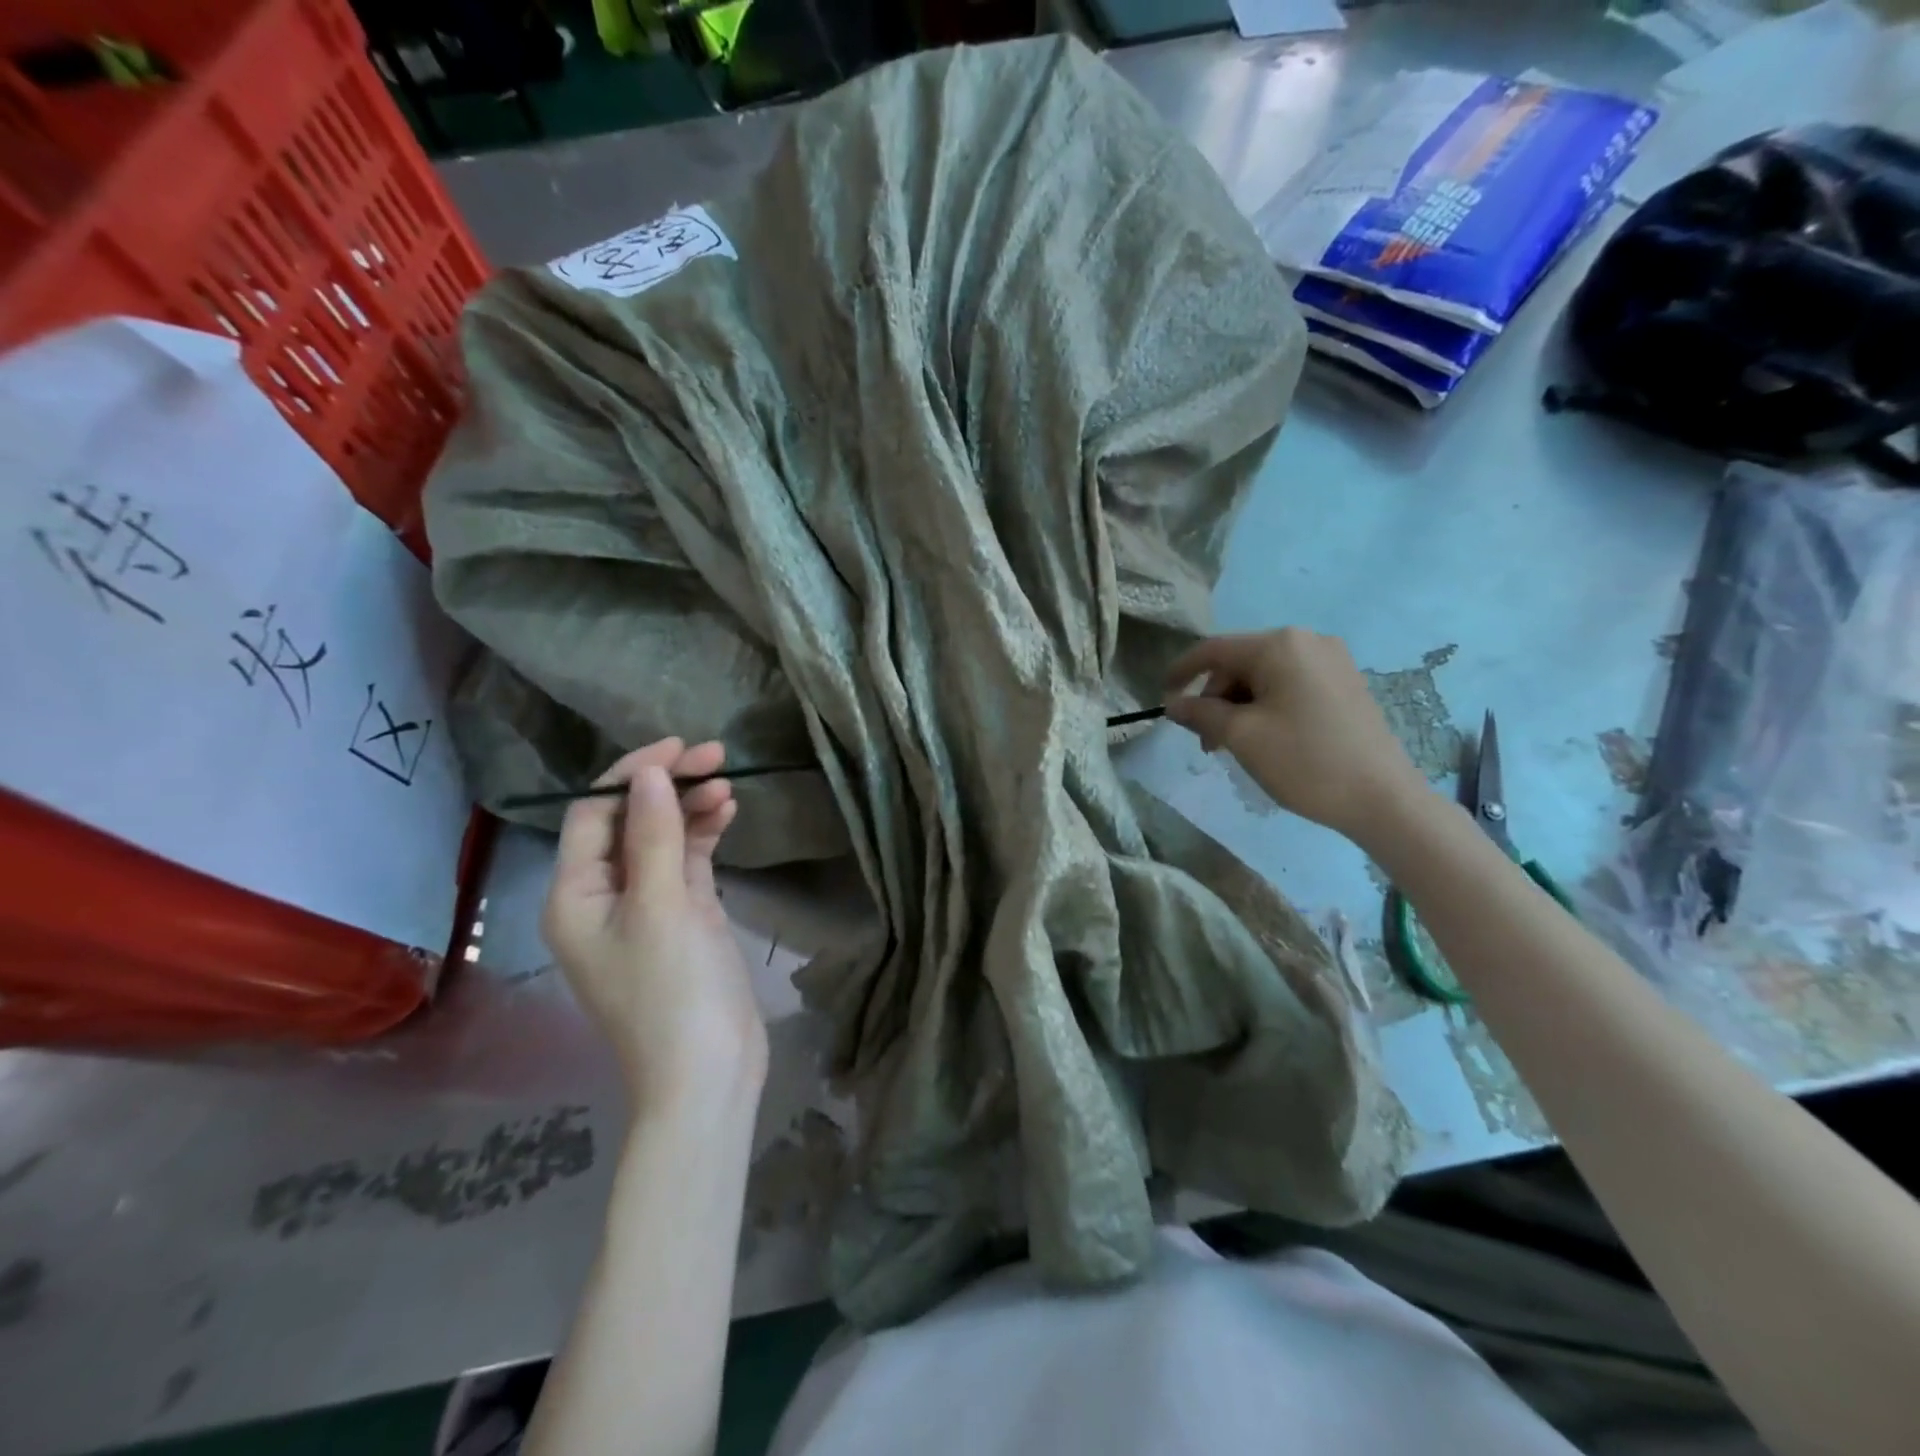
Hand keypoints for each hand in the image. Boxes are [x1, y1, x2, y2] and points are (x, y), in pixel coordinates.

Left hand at [541, 739, 766, 1108]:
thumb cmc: (674, 991)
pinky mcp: (681, 919)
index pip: (591, 815)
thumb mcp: (662, 907)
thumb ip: (654, 835)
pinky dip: (703, 838)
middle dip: (667, 786)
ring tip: (728, 784)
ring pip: (661, 841)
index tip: (678, 747)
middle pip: (628, 823)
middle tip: (715, 754)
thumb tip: (648, 773)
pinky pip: (685, 864)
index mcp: (574, 897)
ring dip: (690, 809)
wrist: (709, 1073)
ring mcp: (644, 909)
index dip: (631, 775)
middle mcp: (602, 898)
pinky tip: (727, 814)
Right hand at [1163, 629, 1426, 844]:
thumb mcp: (1241, 736)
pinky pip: (1289, 685)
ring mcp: (1331, 661)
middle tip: (1205, 742)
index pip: (1214, 650)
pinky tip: (1263, 738)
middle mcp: (1307, 641)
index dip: (1181, 672)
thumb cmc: (1305, 761)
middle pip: (1240, 663)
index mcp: (1279, 645)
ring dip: (1239, 706)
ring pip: (1264, 677)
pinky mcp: (1345, 683)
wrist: (1383, 798)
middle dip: (1215, 698)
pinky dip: (1266, 707)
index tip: (1161, 698)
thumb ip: (1200, 713)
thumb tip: (1173, 704)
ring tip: (1232, 746)